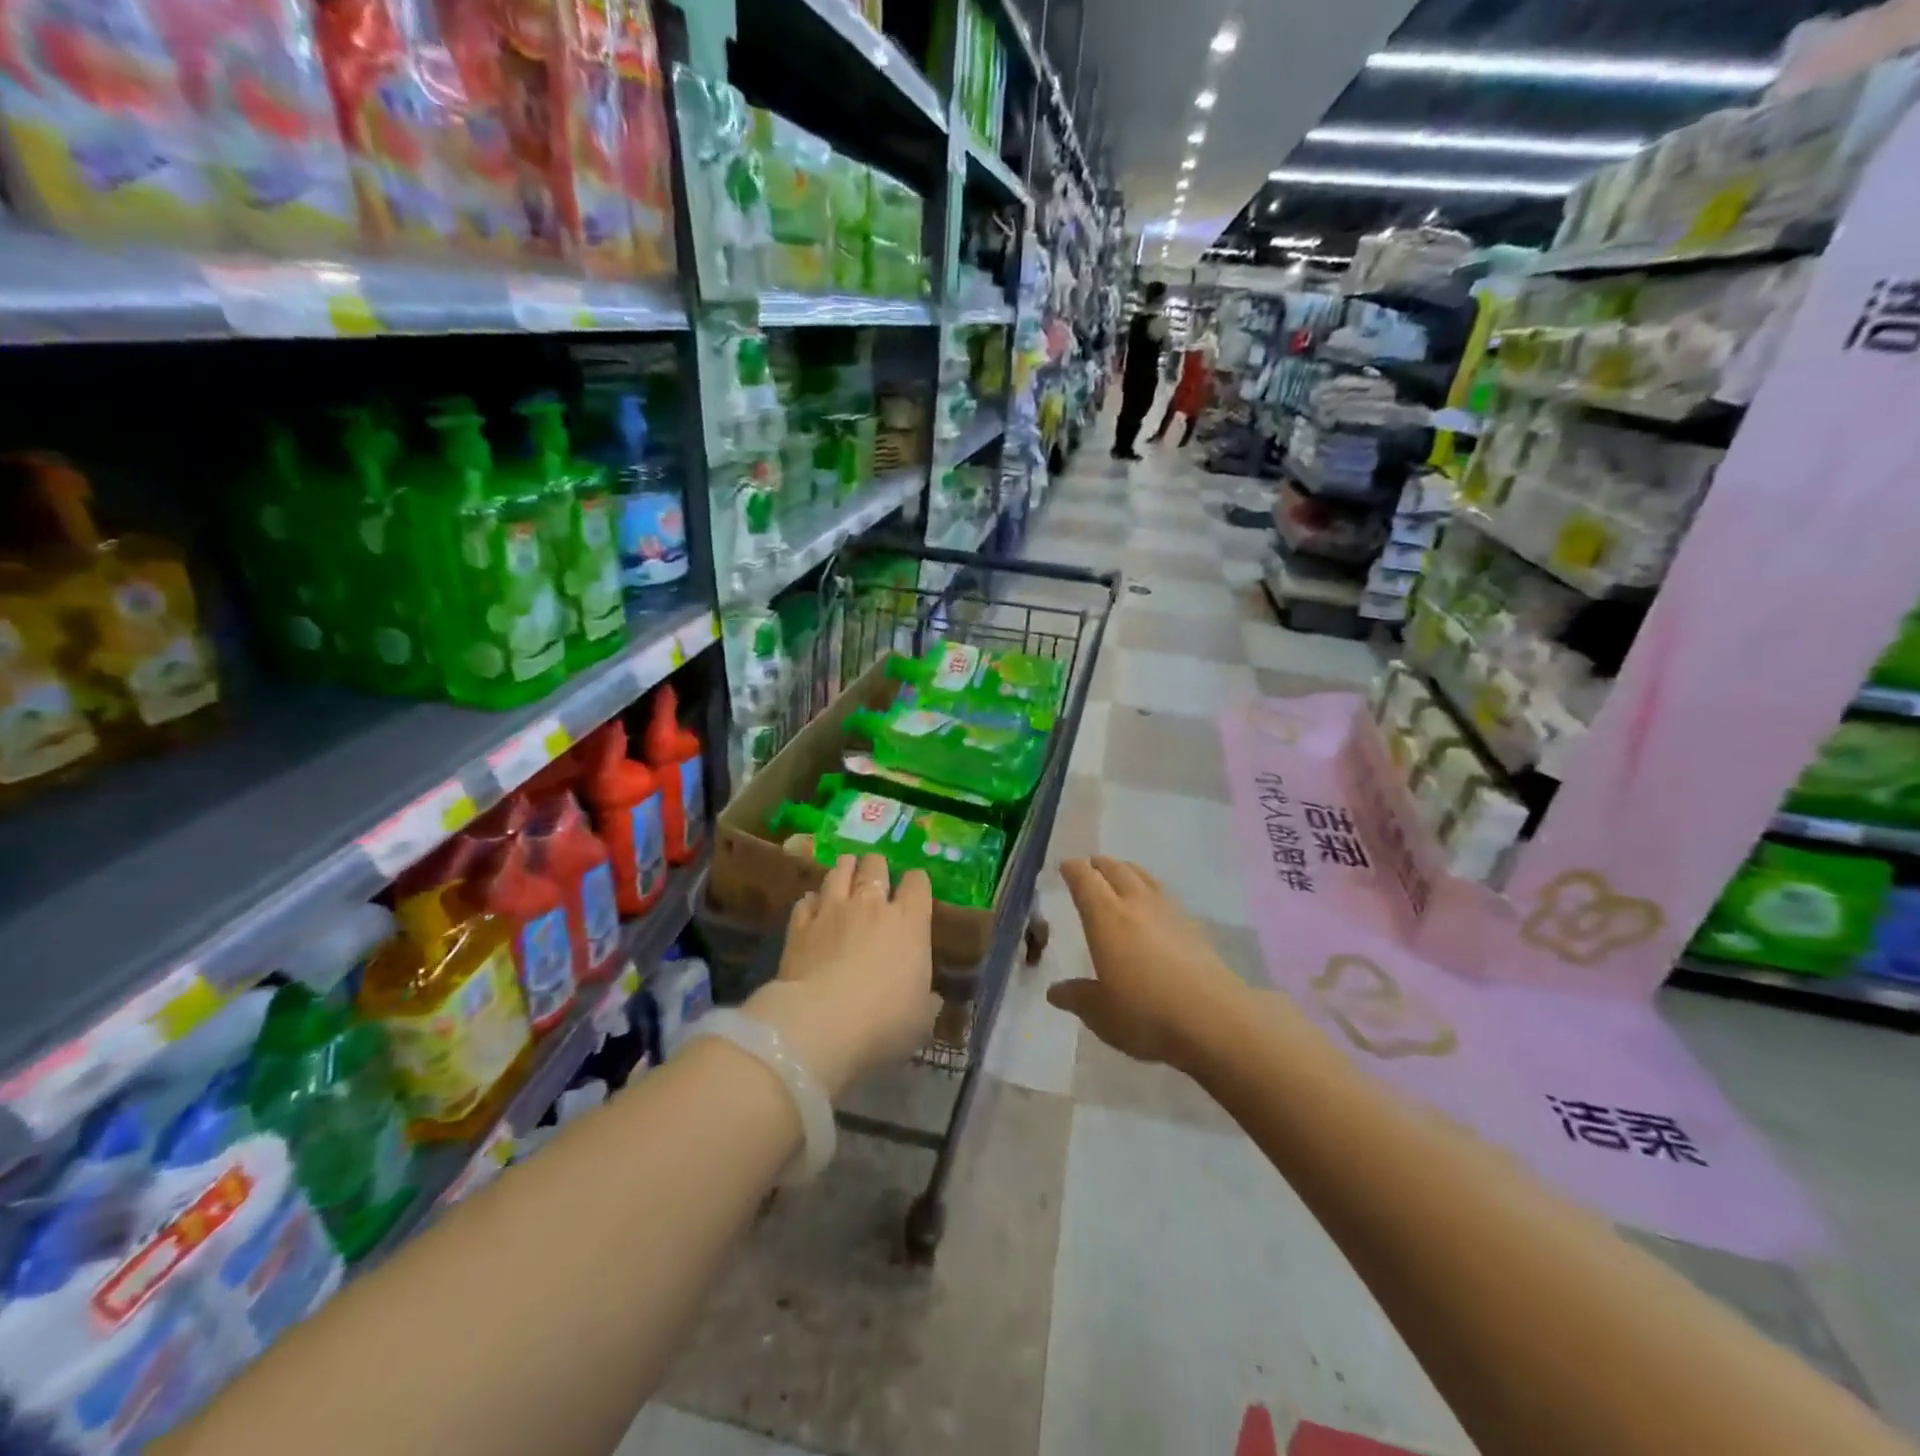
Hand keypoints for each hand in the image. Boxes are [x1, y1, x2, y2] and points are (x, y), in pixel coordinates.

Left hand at [744, 854, 937, 1099]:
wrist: (820, 1025)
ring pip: (839, 871)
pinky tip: (813, 909)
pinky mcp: (799, 925)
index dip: (916, 882)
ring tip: (845, 875)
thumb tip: (930, 999)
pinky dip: (812, 901)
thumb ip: (926, 1002)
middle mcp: (872, 905)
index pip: (918, 882)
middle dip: (876, 867)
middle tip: (875, 878)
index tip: (914, 892)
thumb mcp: (921, 1020)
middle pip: (875, 865)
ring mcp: (832, 911)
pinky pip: (806, 900)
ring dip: (844, 870)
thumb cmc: (883, 1024)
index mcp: (909, 922)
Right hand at [1047, 857, 1248, 1071]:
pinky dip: (1152, 891)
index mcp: (1106, 917)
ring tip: (1122, 874)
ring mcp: (1169, 913)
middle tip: (1091, 865)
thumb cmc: (1146, 1013)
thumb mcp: (1101, 1013)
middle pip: (1117, 870)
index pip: (1085, 880)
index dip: (1073, 870)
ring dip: (1128, 871)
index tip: (1065, 866)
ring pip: (1145, 878)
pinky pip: (1166, 896)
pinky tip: (1155, 907)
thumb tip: (1054, 992)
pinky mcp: (1194, 927)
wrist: (1214, 1020)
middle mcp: (1136, 905)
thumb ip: (1077, 997)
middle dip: (1101, 864)